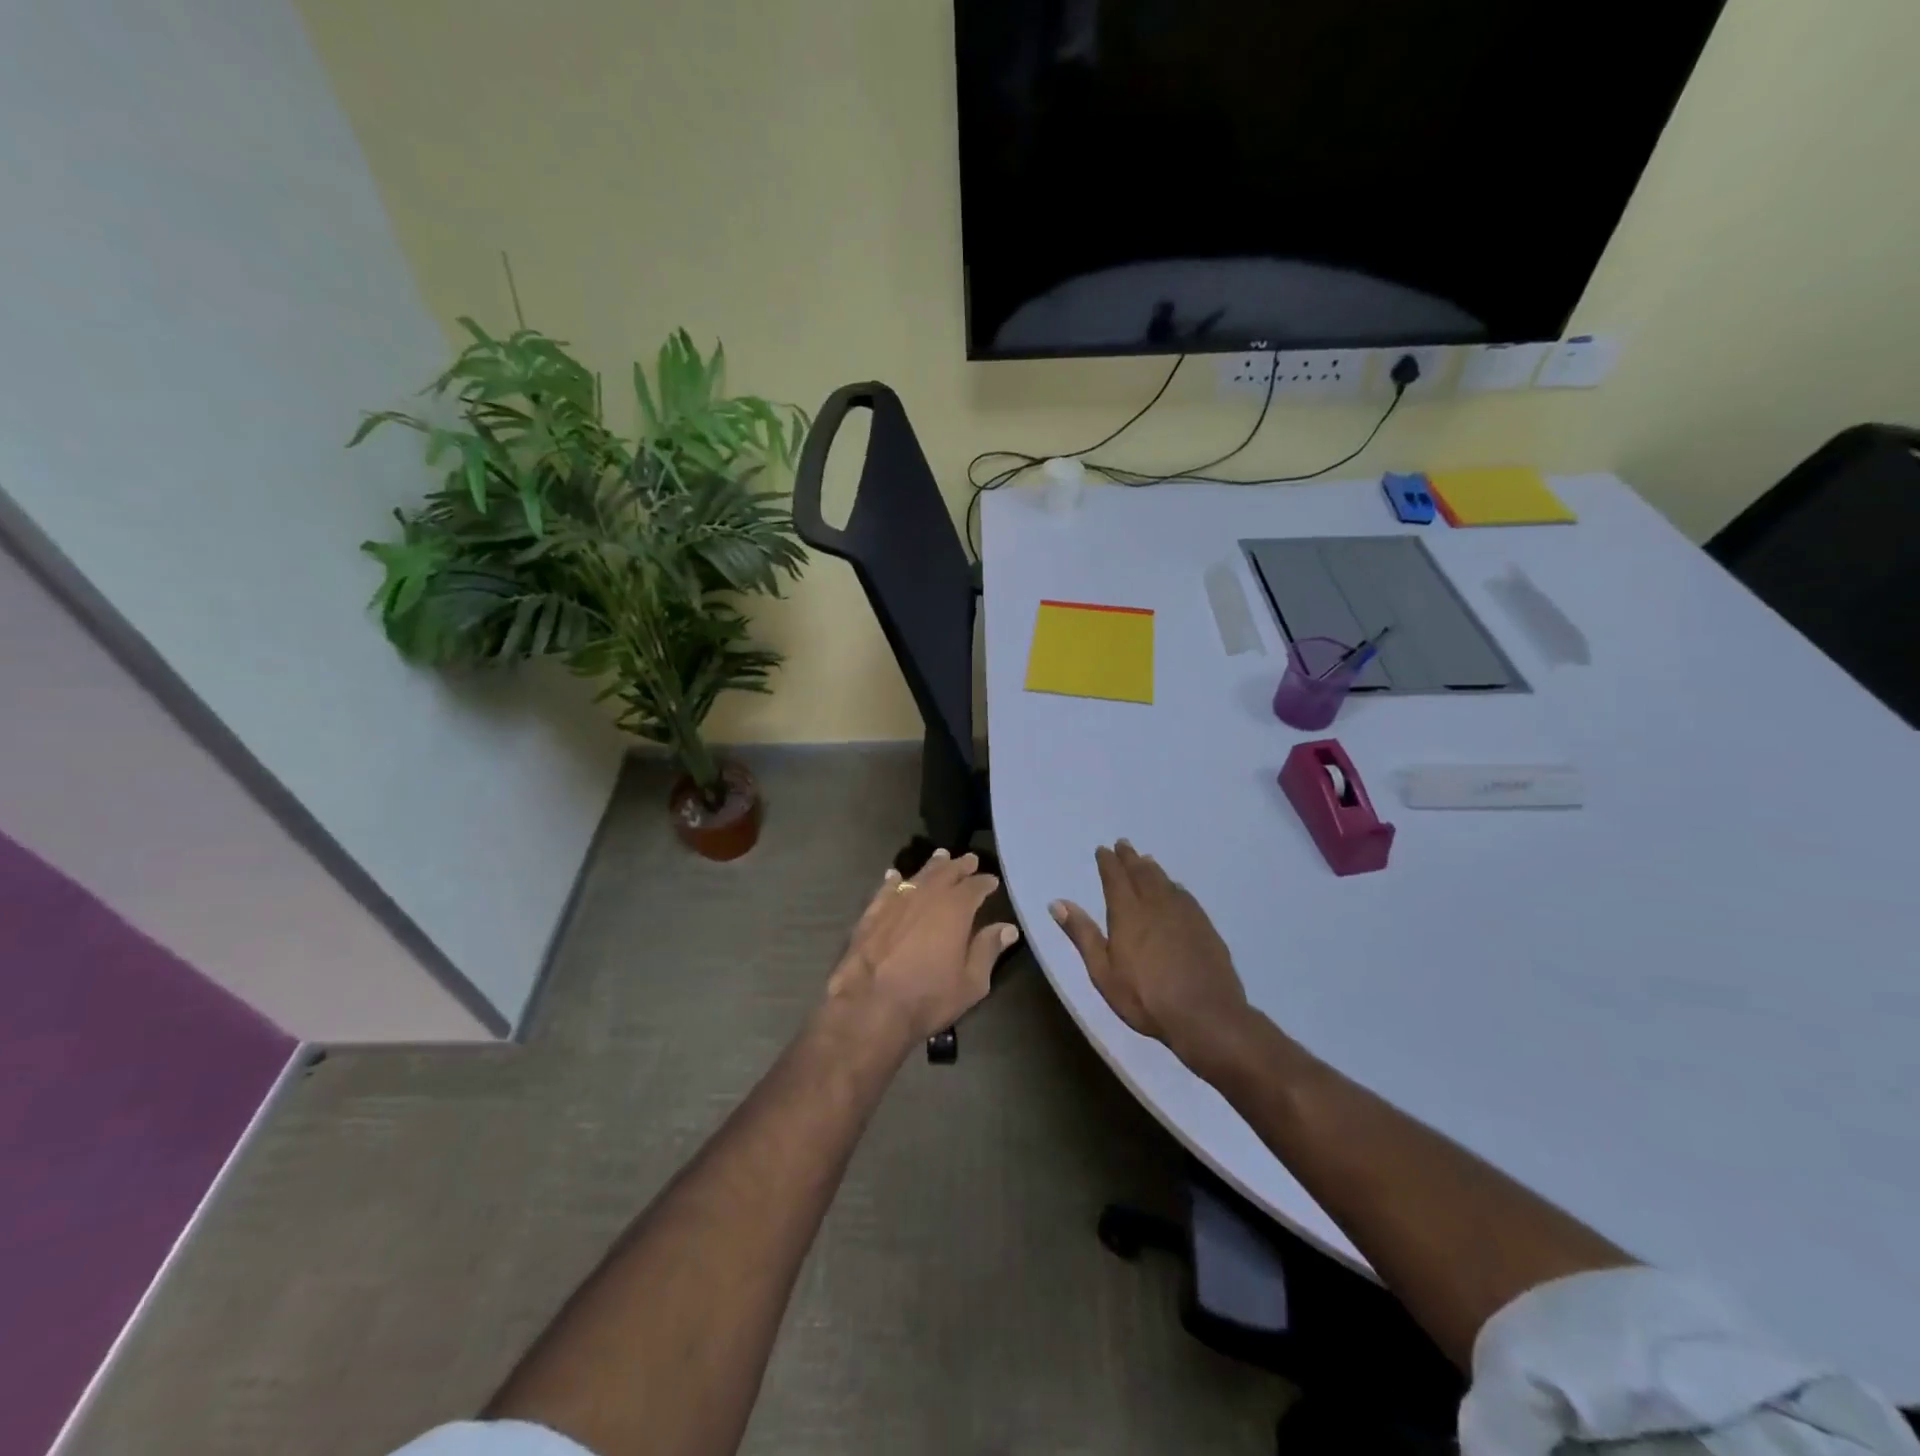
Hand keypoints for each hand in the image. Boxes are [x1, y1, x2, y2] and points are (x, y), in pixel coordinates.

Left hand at [828, 849, 1018, 1043]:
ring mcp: (896, 902)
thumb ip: (988, 950)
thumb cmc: (927, 997)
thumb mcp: (970, 982)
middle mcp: (926, 896)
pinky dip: (894, 880)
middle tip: (969, 859)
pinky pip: (887, 889)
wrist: (869, 1006)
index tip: (991, 881)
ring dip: (932, 866)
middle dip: (959, 865)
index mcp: (955, 909)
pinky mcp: (872, 913)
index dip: (984, 882)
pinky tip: (895, 876)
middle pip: (946, 873)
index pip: (975, 887)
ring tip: (940, 857)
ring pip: (918, 876)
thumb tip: (1007, 928)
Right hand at [1050, 841, 1250, 1069]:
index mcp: (1128, 913)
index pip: (1115, 878)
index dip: (1108, 862)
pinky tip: (1175, 889)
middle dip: (1130, 858)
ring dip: (1152, 868)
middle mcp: (1155, 904)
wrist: (1205, 1015)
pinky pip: (1184, 896)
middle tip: (1123, 844)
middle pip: (1141, 873)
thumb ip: (1082, 934)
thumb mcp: (1103, 971)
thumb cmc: (1145, 997)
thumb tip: (1057, 903)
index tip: (1103, 849)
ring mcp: (1184, 914)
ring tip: (1146, 860)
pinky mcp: (1204, 926)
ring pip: (1164, 881)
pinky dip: (1174, 886)